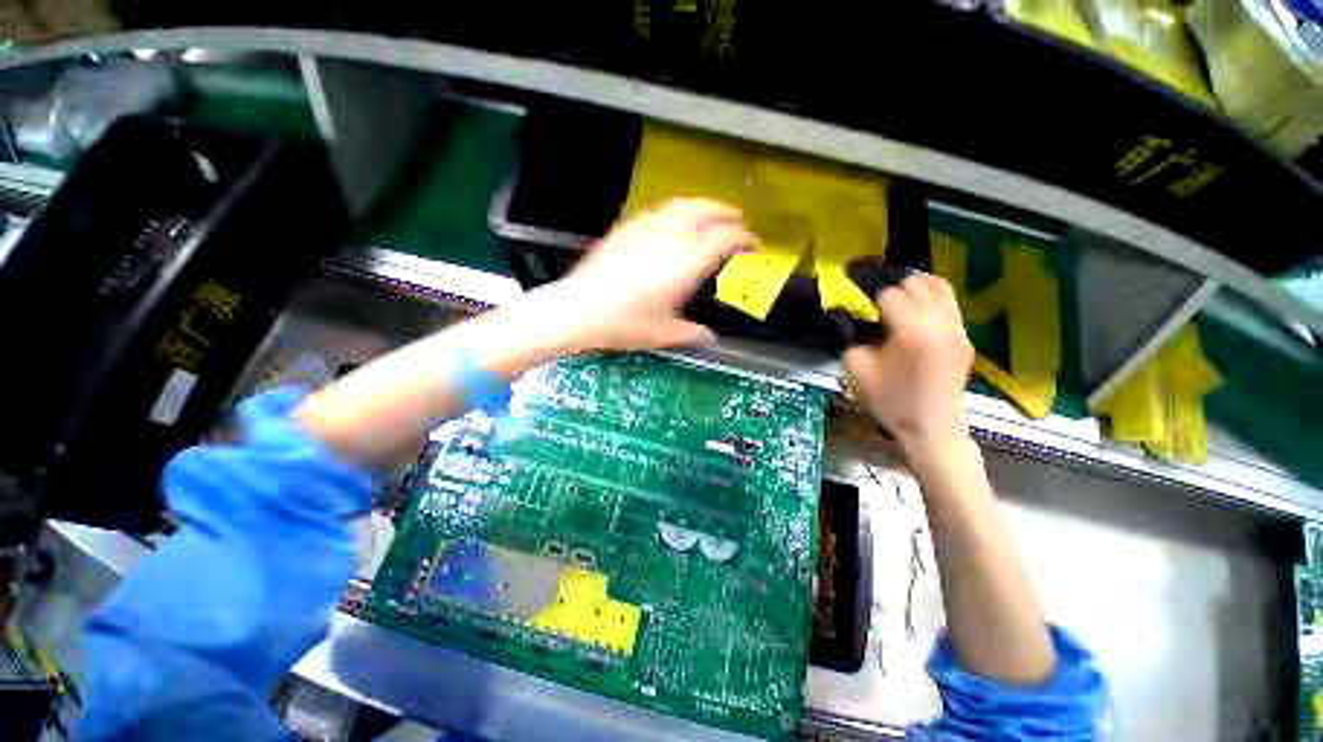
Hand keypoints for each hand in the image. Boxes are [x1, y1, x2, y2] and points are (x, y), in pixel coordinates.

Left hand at [541, 197, 754, 351]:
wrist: (577, 310)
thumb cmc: (624, 324)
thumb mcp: (664, 335)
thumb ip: (692, 333)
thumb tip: (709, 336)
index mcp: (686, 262)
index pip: (726, 237)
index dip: (745, 238)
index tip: (753, 246)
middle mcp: (671, 237)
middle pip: (708, 210)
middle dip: (728, 214)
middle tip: (738, 223)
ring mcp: (647, 227)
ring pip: (684, 204)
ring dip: (704, 207)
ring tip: (711, 217)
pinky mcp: (627, 227)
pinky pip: (661, 210)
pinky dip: (678, 212)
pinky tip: (674, 225)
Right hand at [843, 274, 973, 453]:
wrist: (932, 427)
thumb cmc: (891, 401)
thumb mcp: (859, 371)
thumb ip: (853, 340)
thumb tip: (852, 322)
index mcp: (911, 332)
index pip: (891, 295)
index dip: (874, 300)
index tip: (866, 310)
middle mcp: (939, 324)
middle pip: (918, 284)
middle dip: (896, 290)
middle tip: (882, 306)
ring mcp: (957, 330)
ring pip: (940, 287)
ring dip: (918, 289)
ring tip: (902, 301)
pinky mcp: (966, 338)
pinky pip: (951, 304)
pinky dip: (933, 300)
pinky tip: (919, 314)